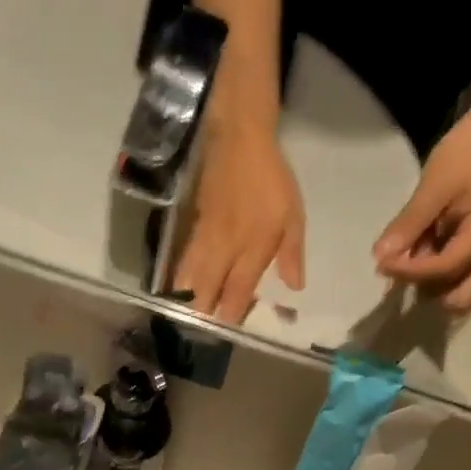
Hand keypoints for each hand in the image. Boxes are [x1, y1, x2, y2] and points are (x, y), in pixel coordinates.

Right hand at [171, 123, 305, 323]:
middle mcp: (225, 250)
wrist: (239, 137)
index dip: (232, 315)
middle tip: (202, 331)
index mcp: (251, 250)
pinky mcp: (193, 226)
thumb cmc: (271, 179)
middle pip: (207, 291)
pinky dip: (179, 277)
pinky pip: (184, 260)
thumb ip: (291, 254)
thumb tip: (294, 287)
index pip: (237, 293)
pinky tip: (176, 288)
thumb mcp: (293, 216)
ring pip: (190, 278)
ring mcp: (205, 239)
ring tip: (183, 318)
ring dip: (186, 301)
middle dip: (203, 314)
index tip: (228, 330)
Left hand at [373, 102, 470, 314]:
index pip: (444, 271)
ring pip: (454, 292)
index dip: (410, 272)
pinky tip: (417, 249)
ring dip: (427, 281)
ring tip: (409, 251)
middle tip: (400, 267)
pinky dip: (432, 272)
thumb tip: (380, 257)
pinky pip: (454, 277)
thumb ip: (409, 225)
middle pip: (457, 299)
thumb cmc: (469, 152)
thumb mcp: (434, 186)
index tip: (381, 265)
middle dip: (425, 288)